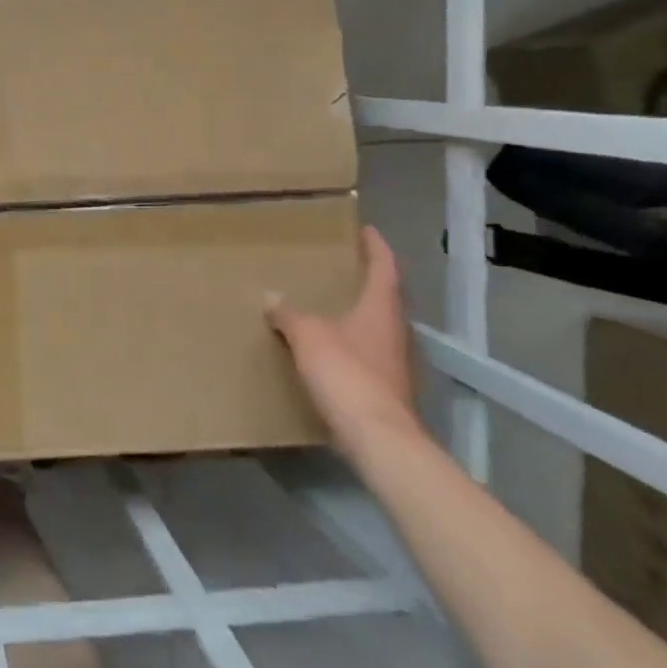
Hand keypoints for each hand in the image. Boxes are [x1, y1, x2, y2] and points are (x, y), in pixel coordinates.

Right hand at [265, 226, 418, 452]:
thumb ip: (289, 315)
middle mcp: (395, 331)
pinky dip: (352, 345)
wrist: (377, 438)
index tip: (366, 230)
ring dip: (359, 315)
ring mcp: (395, 362)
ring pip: (378, 328)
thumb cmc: (346, 373)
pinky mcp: (387, 388)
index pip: (385, 268)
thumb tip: (271, 298)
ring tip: (331, 307)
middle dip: (368, 281)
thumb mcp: (308, 336)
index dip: (376, 247)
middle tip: (343, 268)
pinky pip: (369, 354)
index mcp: (381, 309)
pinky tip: (331, 351)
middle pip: (386, 298)